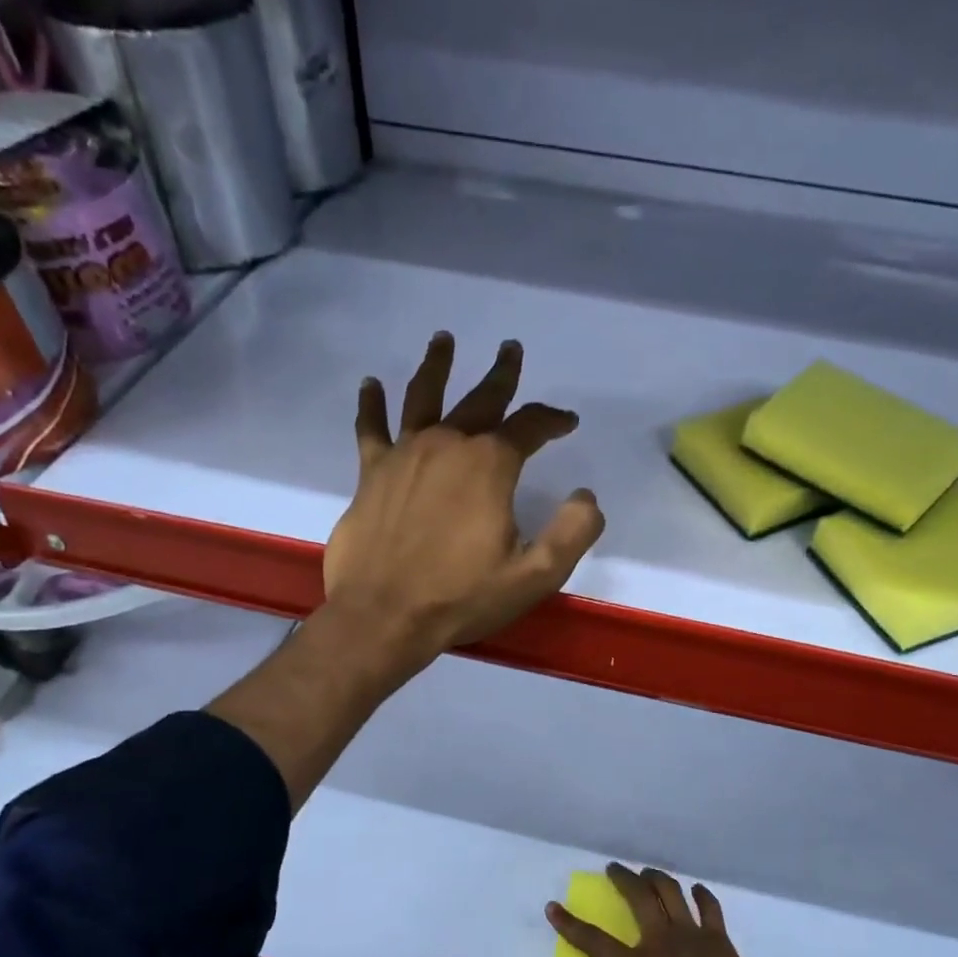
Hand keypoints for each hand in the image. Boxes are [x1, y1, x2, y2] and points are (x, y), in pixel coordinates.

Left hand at [323, 332, 604, 661]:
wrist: (384, 617)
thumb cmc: (462, 597)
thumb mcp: (536, 575)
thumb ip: (572, 532)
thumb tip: (586, 496)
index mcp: (489, 465)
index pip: (529, 426)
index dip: (552, 419)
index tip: (567, 422)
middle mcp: (447, 446)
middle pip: (480, 399)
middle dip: (501, 375)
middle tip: (510, 350)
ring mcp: (405, 455)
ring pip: (424, 398)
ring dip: (437, 366)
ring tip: (443, 339)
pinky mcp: (372, 473)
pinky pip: (372, 428)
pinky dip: (371, 404)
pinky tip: (371, 384)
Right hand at [546, 864, 792, 956]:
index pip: (597, 943)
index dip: (571, 925)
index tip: (553, 906)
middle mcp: (663, 944)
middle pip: (638, 898)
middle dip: (623, 878)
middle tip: (613, 868)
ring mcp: (694, 937)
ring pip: (671, 892)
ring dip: (656, 878)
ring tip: (647, 873)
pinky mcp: (721, 940)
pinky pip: (709, 907)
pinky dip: (701, 895)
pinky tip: (696, 891)